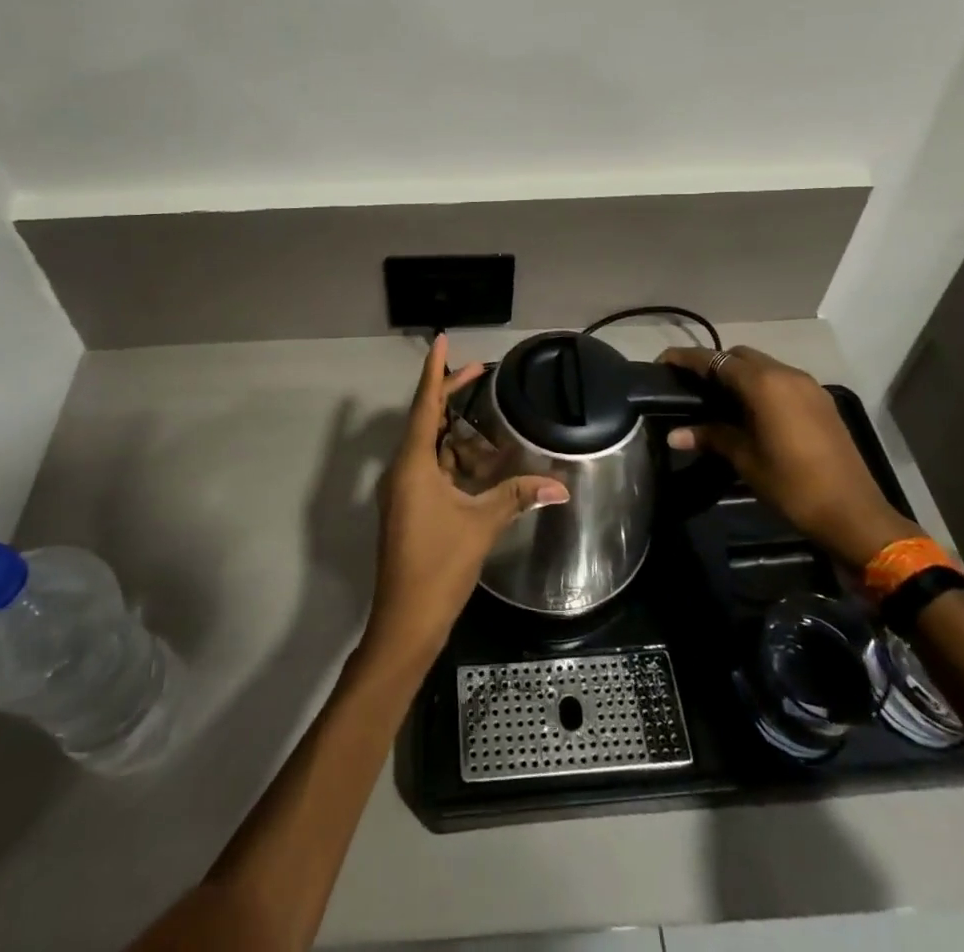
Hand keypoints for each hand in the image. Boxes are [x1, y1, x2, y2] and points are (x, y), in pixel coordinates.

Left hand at [365, 335, 568, 664]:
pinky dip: (452, 458)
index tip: (442, 341)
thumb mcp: (481, 525)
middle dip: (451, 394)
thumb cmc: (438, 565)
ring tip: (484, 418)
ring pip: (429, 446)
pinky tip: (477, 461)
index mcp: (413, 464)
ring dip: (455, 431)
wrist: (406, 622)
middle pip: (426, 419)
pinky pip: (430, 469)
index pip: (424, 405)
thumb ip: (517, 496)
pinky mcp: (410, 508)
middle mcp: (403, 470)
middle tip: (479, 371)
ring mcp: (403, 491)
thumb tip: (561, 484)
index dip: (436, 372)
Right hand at [659, 345, 918, 569]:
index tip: (662, 362)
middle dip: (712, 364)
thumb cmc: (792, 485)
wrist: (854, 514)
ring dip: (738, 375)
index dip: (686, 359)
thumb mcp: (745, 460)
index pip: (715, 360)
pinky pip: (781, 380)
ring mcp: (807, 386)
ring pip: (763, 366)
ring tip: (716, 399)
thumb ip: (710, 437)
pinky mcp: (820, 401)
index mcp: (764, 384)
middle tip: (689, 386)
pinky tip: (749, 411)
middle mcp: (786, 374)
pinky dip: (760, 386)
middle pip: (739, 356)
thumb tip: (674, 434)